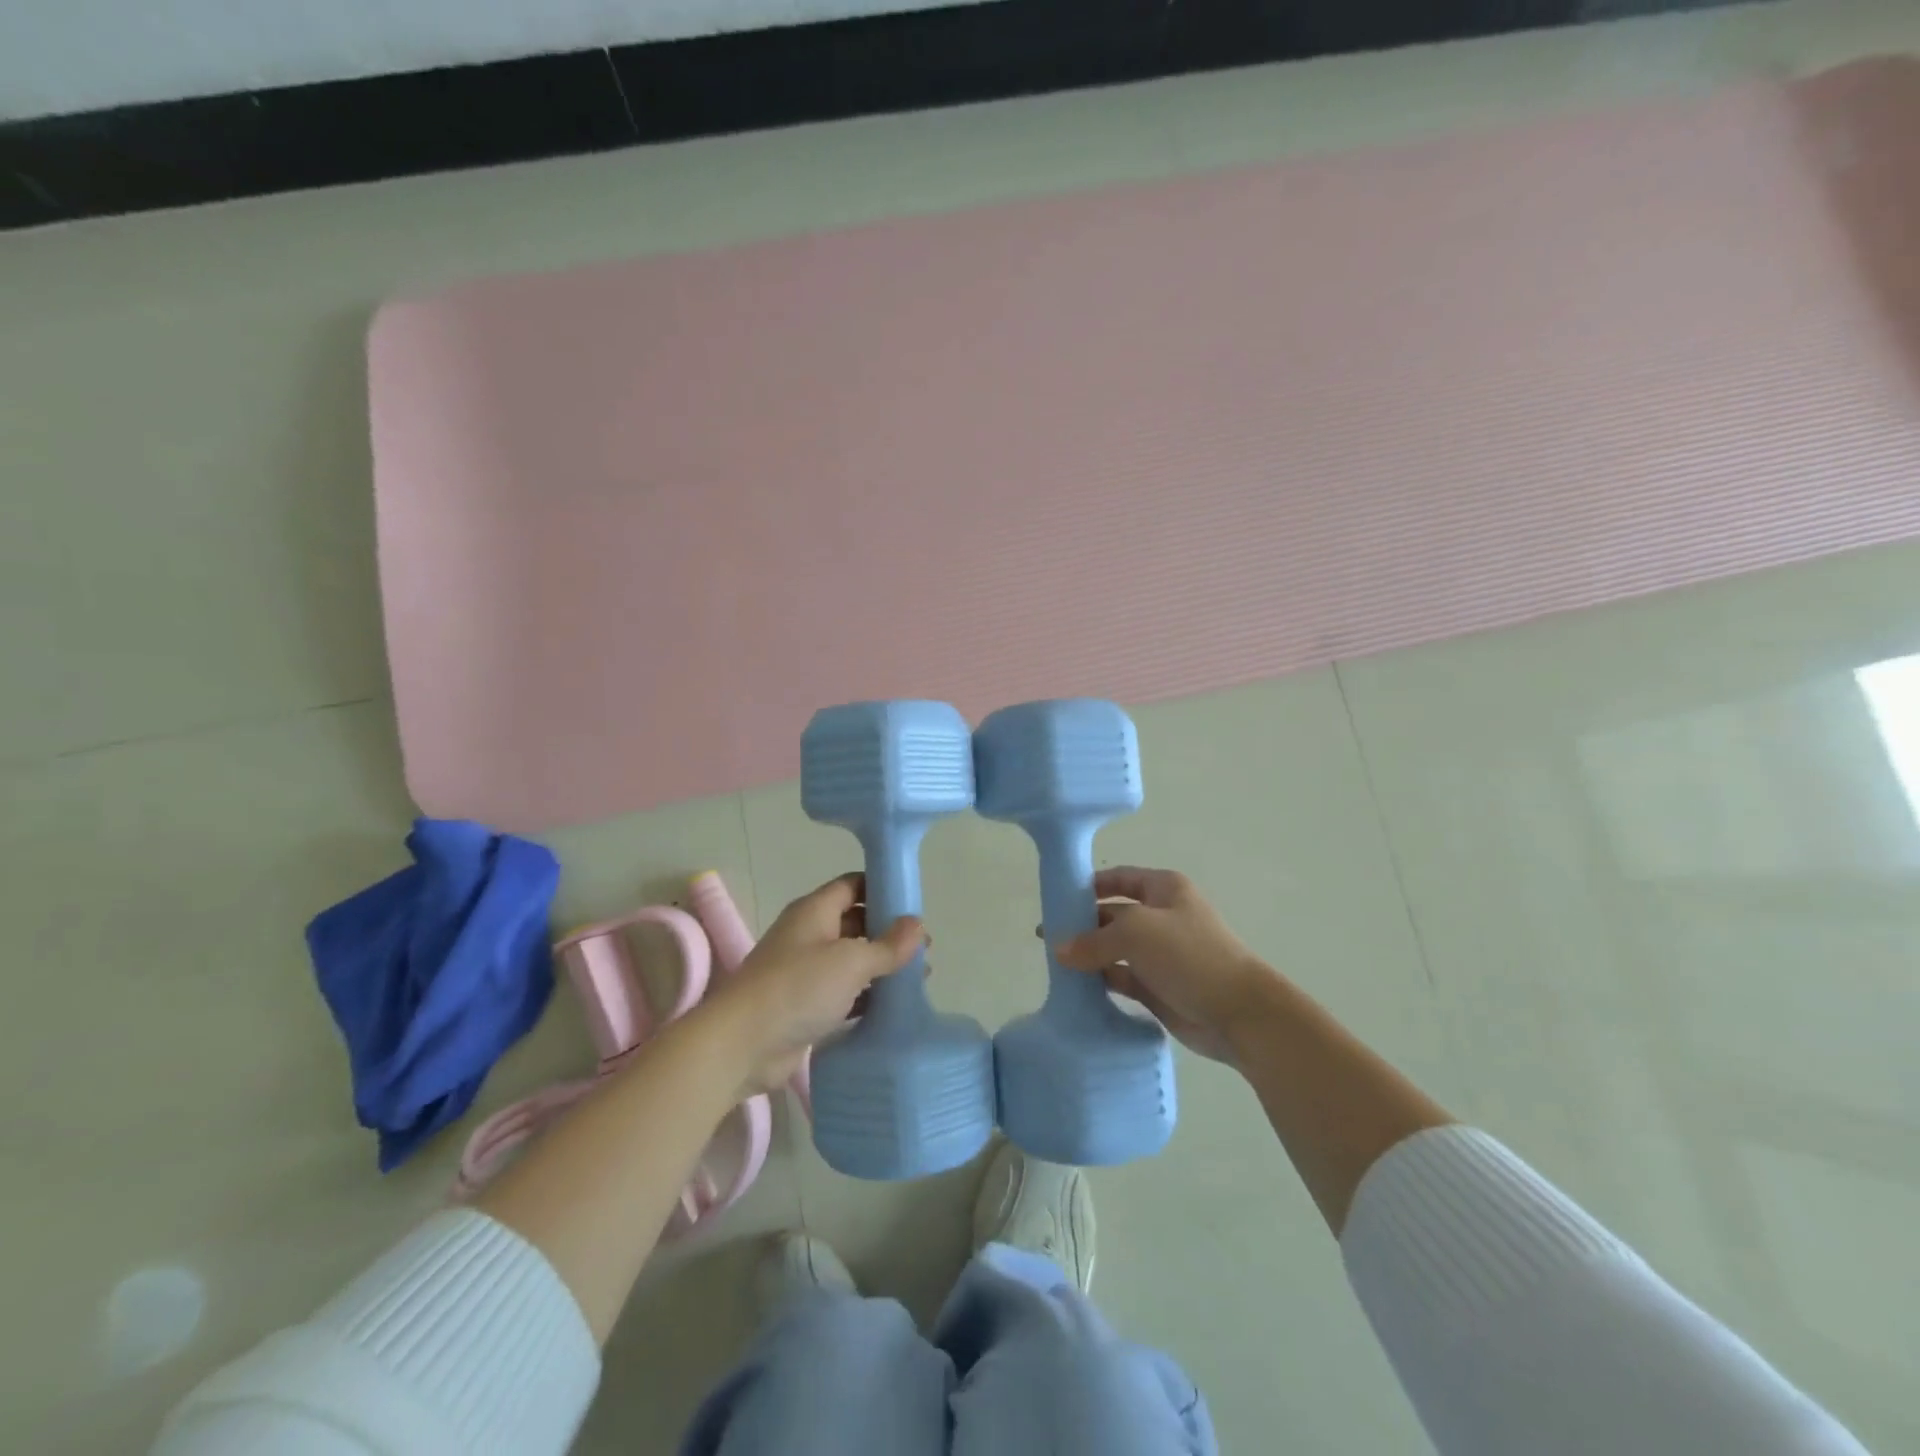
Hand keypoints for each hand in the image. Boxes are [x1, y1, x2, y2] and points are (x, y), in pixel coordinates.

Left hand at [701, 873, 924, 1095]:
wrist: (742, 1045)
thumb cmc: (798, 988)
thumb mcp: (851, 961)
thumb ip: (888, 945)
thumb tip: (918, 925)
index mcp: (815, 911)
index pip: (853, 885)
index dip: (883, 889)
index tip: (915, 904)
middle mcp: (810, 935)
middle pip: (856, 923)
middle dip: (889, 933)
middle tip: (925, 950)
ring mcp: (806, 972)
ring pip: (852, 961)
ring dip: (882, 967)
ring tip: (919, 979)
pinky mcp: (806, 1006)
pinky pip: (845, 994)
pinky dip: (868, 997)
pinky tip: (895, 1007)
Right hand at [1053, 867, 1277, 1064]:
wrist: (1239, 1013)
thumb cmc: (1189, 955)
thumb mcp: (1136, 933)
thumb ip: (1094, 939)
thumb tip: (1059, 949)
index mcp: (1164, 889)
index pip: (1120, 878)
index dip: (1091, 885)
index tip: (1058, 898)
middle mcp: (1162, 917)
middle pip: (1114, 914)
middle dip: (1083, 924)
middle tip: (1047, 938)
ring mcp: (1161, 954)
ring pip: (1115, 949)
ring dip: (1089, 955)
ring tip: (1054, 963)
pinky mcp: (1158, 987)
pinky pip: (1122, 978)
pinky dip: (1101, 980)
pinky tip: (1076, 986)